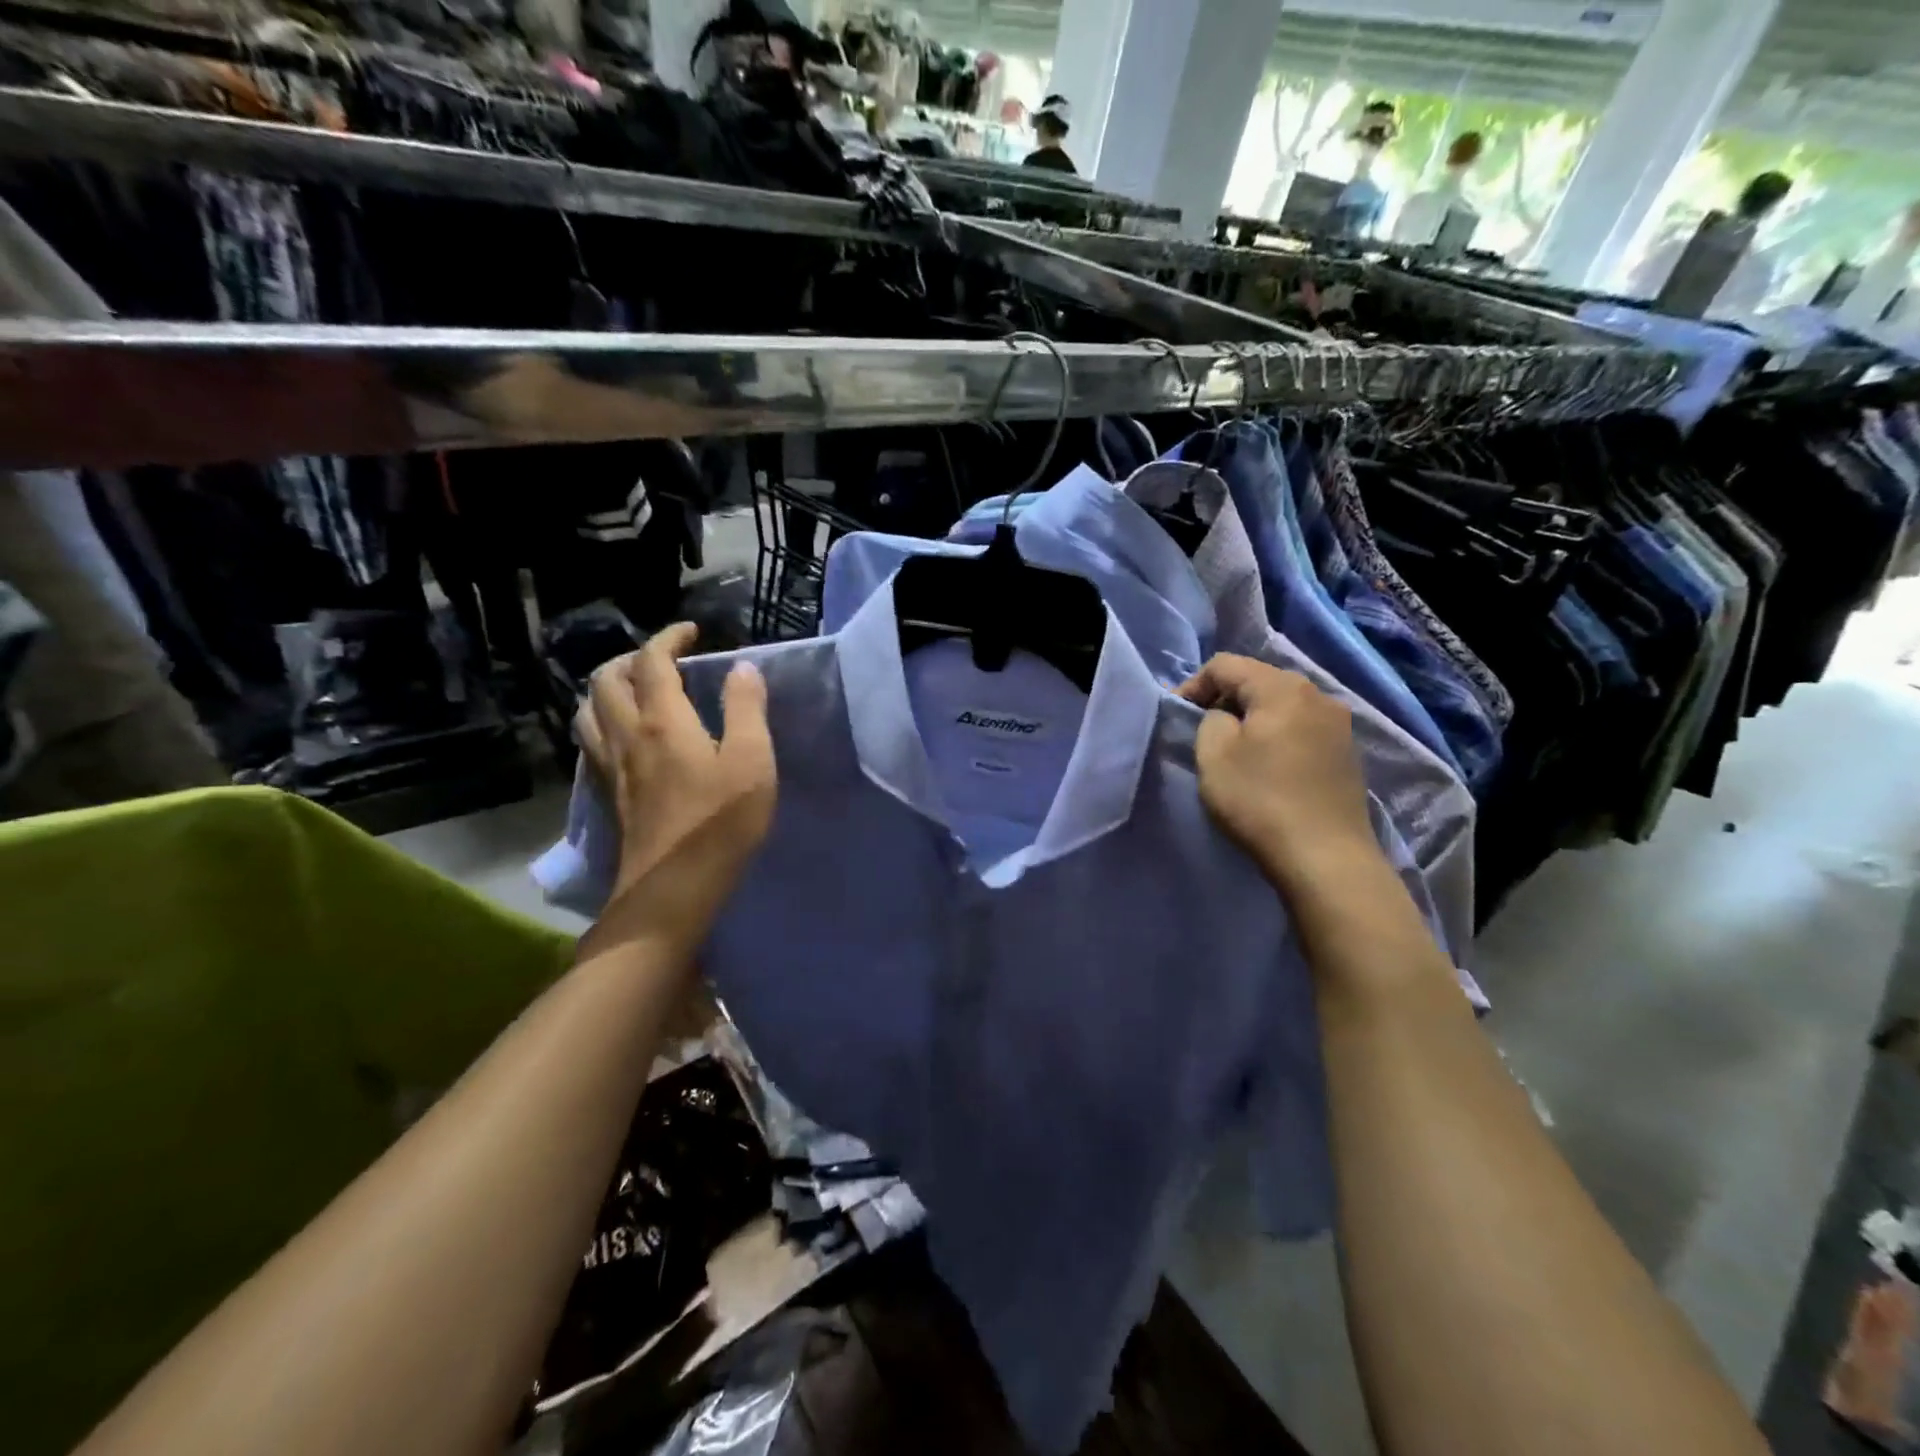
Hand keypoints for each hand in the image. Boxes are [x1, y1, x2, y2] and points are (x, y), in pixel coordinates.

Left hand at [575, 624, 776, 945]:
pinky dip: (603, 722)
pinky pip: (592, 743)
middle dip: (631, 658)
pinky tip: (626, 738)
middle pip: (606, 680)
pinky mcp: (609, 796)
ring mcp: (611, 768)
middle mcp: (627, 735)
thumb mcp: (751, 761)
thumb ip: (747, 709)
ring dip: (607, 689)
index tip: (691, 631)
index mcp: (663, 720)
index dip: (669, 638)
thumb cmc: (720, 823)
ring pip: (589, 711)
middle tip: (663, 660)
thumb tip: (742, 668)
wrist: (672, 889)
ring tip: (635, 692)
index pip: (653, 661)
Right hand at [1178, 654, 1377, 893]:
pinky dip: (1278, 737)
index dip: (1193, 684)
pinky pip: (1302, 729)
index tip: (1177, 716)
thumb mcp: (1213, 755)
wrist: (1326, 858)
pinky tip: (1268, 767)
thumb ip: (1210, 720)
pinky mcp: (1347, 753)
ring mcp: (1339, 724)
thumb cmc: (1260, 801)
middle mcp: (1318, 694)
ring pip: (1283, 705)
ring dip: (1253, 719)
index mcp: (1282, 687)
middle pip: (1258, 680)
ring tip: (1234, 750)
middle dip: (1225, 700)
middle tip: (1202, 731)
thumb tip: (1225, 717)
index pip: (1225, 665)